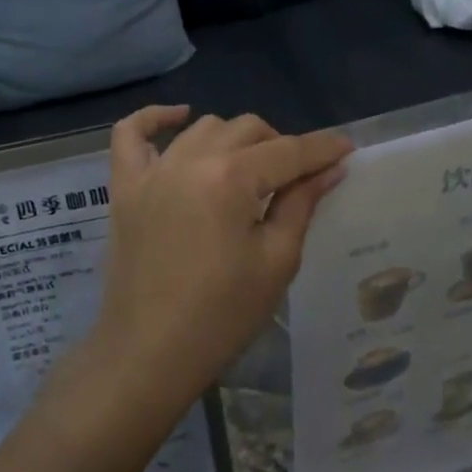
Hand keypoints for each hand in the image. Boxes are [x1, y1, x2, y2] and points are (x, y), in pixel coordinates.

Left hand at [86, 107, 352, 417]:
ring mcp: (152, 171)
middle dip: (281, 145)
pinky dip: (154, 119)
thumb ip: (301, 204)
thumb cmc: (221, 316)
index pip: (288, 151)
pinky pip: (130, 134)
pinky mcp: (125, 187)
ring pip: (203, 128)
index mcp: (232, 179)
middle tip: (299, 177)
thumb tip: (329, 169)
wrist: (148, 353)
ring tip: (251, 168)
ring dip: (234, 139)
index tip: (347, 149)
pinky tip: (179, 118)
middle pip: (247, 129)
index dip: (322, 149)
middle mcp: (190, 160)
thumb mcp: (276, 261)